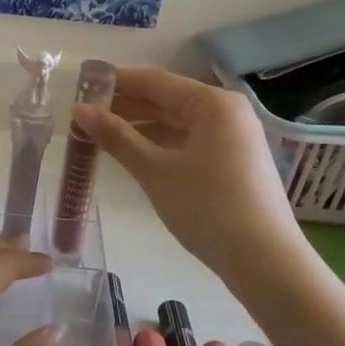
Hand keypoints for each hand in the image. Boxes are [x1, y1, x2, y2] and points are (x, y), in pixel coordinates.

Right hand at [76, 68, 298, 275]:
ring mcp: (233, 139)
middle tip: (84, 113)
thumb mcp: (154, 170)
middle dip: (125, 107)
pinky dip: (159, 145)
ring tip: (99, 135)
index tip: (82, 85)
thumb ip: (116, 136)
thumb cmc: (208, 207)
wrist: (265, 263)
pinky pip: (188, 142)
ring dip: (139, 128)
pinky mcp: (233, 163)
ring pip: (177, 124)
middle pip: (167, 101)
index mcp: (213, 103)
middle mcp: (226, 113)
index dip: (117, 82)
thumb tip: (79, 110)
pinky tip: (132, 154)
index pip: (156, 82)